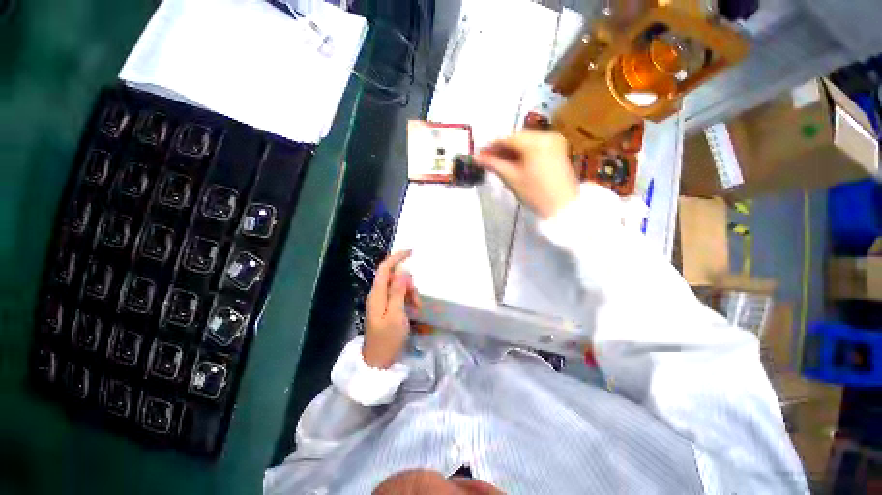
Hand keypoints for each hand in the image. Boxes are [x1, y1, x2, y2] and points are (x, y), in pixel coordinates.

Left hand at [363, 251, 421, 368]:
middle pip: (393, 278)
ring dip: (409, 294)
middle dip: (408, 283)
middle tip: (416, 299)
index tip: (411, 251)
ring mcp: (381, 303)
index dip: (396, 258)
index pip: (385, 269)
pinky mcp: (386, 310)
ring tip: (417, 309)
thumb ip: (398, 291)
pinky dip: (407, 300)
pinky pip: (398, 297)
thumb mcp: (396, 314)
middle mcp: (377, 295)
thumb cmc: (388, 339)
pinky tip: (414, 311)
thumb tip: (402, 271)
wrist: (378, 362)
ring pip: (398, 288)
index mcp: (377, 294)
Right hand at [475, 130, 578, 219]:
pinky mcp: (558, 148)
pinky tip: (514, 161)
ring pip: (526, 141)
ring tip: (499, 162)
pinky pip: (535, 145)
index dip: (491, 146)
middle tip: (488, 159)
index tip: (479, 154)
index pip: (507, 139)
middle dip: (502, 148)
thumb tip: (476, 157)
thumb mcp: (511, 178)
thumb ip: (494, 164)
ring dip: (512, 150)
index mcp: (535, 141)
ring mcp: (554, 141)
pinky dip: (523, 152)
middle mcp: (546, 135)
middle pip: (517, 138)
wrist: (562, 206)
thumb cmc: (535, 193)